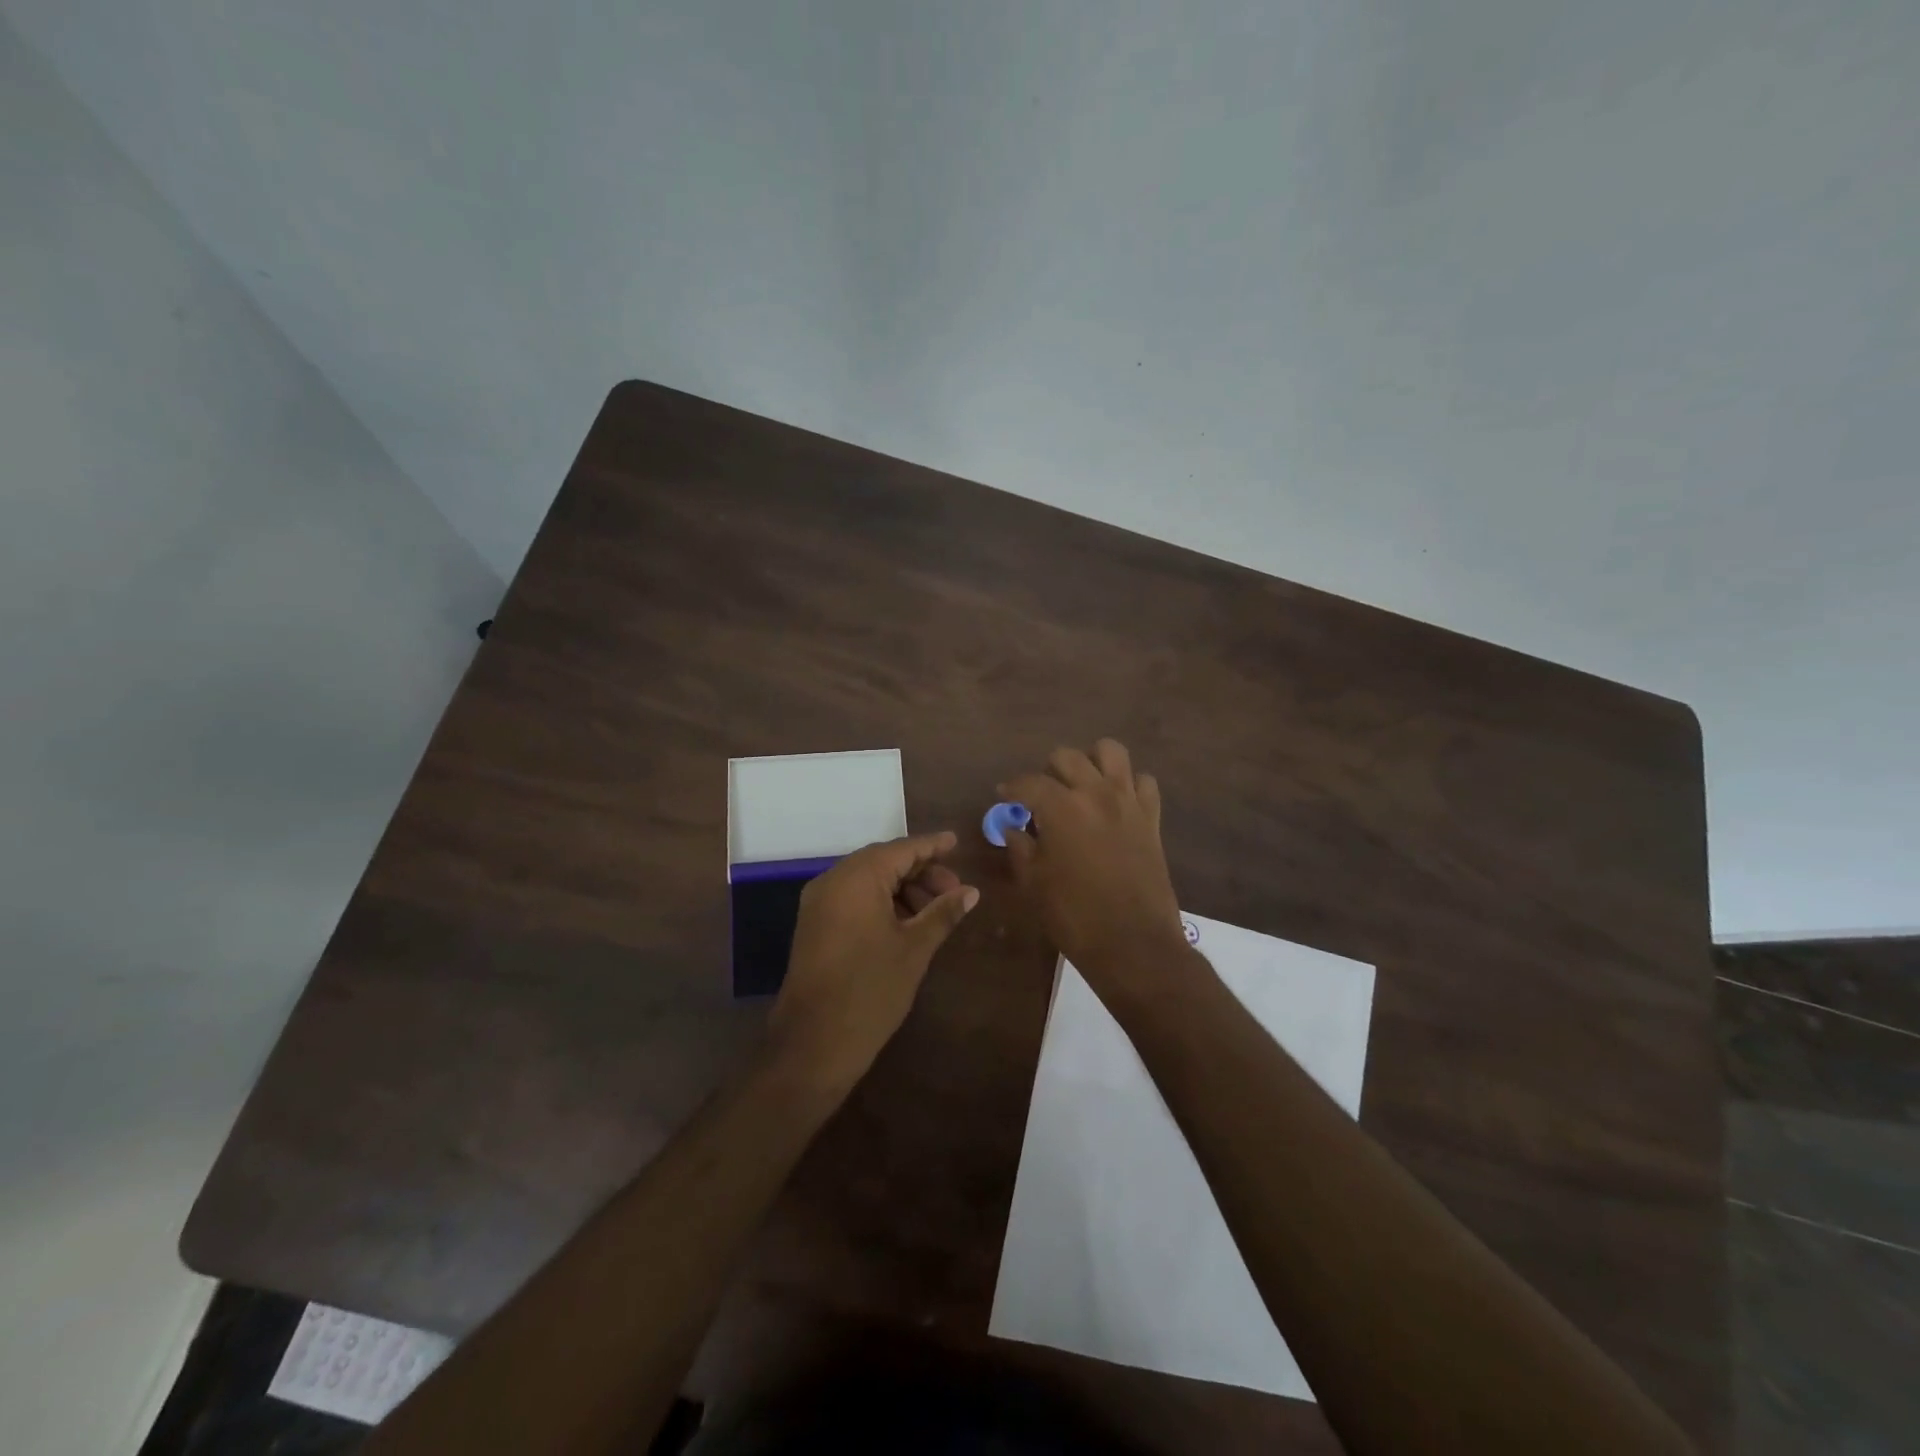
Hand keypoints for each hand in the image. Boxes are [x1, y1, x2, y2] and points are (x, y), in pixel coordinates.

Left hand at [768, 832, 978, 1092]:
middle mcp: (833, 880)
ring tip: (935, 912)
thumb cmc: (871, 990)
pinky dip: (881, 902)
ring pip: (869, 881)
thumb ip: (943, 913)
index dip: (932, 846)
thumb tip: (971, 892)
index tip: (956, 842)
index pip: (902, 849)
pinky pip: (853, 899)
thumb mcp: (914, 949)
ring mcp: (819, 903)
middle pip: (884, 862)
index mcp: (857, 877)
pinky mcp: (815, 925)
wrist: (813, 1043)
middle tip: (954, 891)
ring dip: (903, 890)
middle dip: (921, 872)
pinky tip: (907, 923)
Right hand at [1000, 739, 1191, 997]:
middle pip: (1067, 757)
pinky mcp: (1152, 817)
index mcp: (1060, 807)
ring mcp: (1128, 801)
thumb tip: (1014, 828)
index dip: (1011, 788)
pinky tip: (1116, 803)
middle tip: (1041, 796)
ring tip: (1081, 786)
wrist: (1133, 943)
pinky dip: (1128, 784)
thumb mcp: (1033, 883)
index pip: (1028, 782)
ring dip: (1091, 762)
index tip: (1004, 796)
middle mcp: (1095, 792)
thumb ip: (1020, 847)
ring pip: (1110, 752)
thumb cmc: (1074, 916)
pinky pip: (1143, 781)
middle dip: (1048, 772)